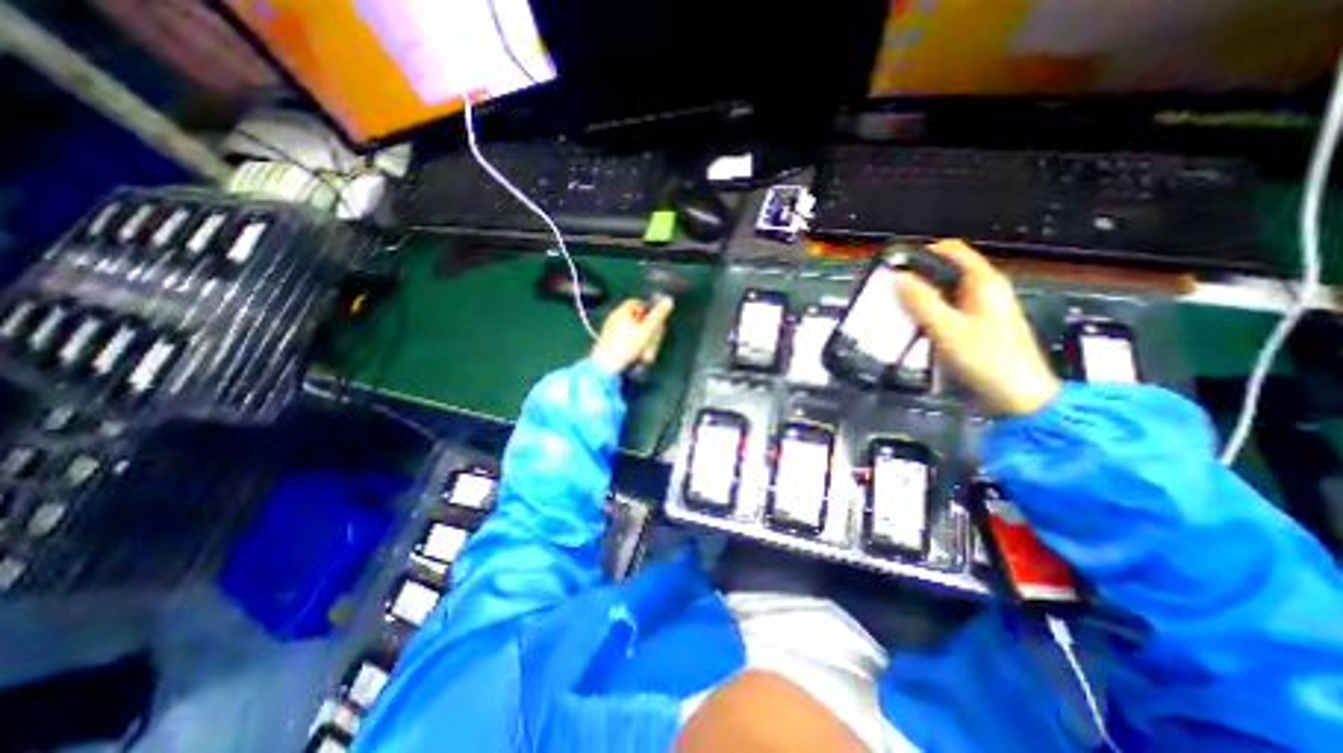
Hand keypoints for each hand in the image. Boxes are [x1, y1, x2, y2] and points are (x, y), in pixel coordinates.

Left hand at [592, 298, 677, 373]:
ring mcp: (611, 331)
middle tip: (653, 342)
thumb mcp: (647, 330)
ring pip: (634, 333)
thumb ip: (658, 315)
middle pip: (638, 319)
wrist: (605, 367)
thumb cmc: (627, 346)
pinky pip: (626, 341)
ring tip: (646, 355)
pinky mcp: (609, 343)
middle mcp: (615, 318)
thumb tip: (669, 299)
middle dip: (650, 332)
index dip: (651, 311)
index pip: (639, 303)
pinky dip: (634, 348)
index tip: (658, 323)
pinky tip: (637, 358)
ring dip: (644, 343)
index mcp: (622, 311)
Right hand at [894, 237, 1053, 414]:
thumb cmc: (987, 360)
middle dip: (916, 278)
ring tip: (893, 309)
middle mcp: (983, 291)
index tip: (895, 264)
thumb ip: (922, 303)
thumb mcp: (949, 330)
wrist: (1018, 398)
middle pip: (945, 272)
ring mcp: (980, 311)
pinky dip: (926, 315)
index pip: (952, 250)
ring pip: (943, 293)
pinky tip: (911, 328)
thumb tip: (898, 278)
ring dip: (919, 299)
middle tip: (887, 291)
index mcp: (984, 283)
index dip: (922, 253)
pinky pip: (945, 312)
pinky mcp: (974, 329)